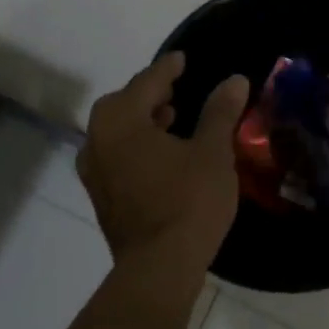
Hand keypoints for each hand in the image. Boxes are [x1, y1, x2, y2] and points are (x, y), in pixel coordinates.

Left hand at [78, 52, 250, 266]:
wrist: (159, 269)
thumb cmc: (188, 201)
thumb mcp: (212, 152)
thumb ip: (220, 112)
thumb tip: (234, 79)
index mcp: (121, 120)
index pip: (146, 82)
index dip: (167, 69)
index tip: (181, 59)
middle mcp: (97, 140)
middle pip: (123, 104)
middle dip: (149, 94)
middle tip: (175, 90)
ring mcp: (93, 172)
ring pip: (116, 132)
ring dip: (140, 121)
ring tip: (171, 120)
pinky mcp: (100, 197)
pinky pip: (115, 156)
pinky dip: (134, 145)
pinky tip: (160, 156)